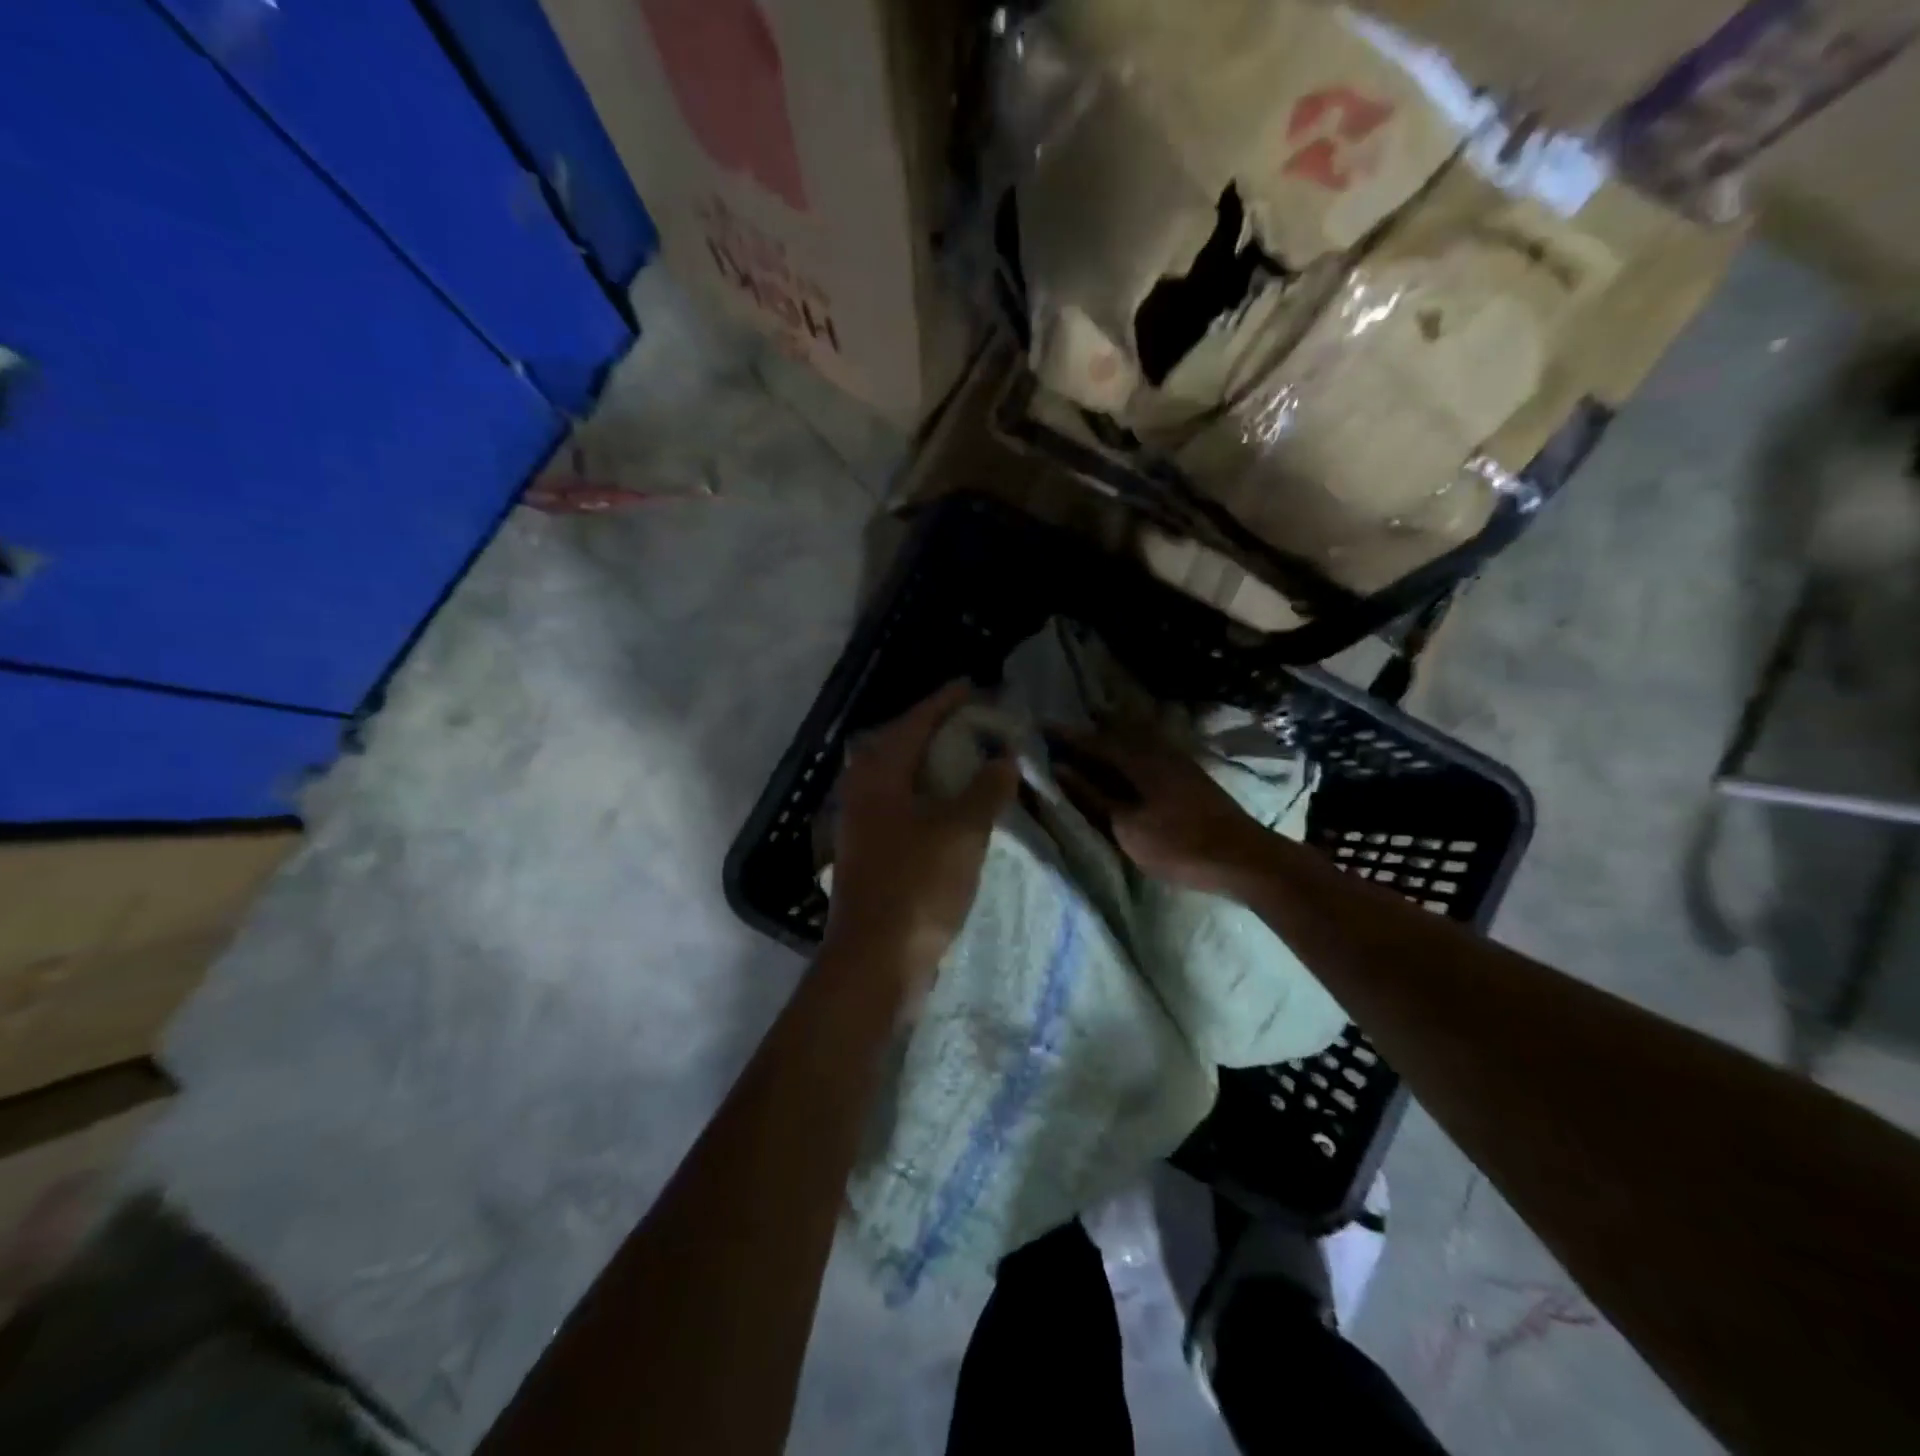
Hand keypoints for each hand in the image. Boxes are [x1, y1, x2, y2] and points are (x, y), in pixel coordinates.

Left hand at [825, 683, 1019, 1003]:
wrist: (874, 962)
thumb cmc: (917, 886)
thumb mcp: (961, 831)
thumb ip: (985, 789)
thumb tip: (1004, 757)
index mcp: (878, 775)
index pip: (914, 722)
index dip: (945, 702)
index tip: (972, 685)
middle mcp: (862, 792)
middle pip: (899, 745)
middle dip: (935, 729)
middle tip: (972, 721)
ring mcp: (861, 824)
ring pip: (899, 778)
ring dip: (931, 764)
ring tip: (966, 758)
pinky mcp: (869, 852)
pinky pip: (901, 806)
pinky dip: (928, 796)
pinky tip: (950, 807)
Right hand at [1054, 727, 1272, 895]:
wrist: (1241, 857)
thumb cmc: (1178, 844)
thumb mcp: (1126, 826)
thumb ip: (1092, 796)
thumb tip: (1059, 769)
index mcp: (1138, 759)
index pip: (1093, 741)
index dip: (1066, 735)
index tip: (1040, 726)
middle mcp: (1157, 750)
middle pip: (1116, 732)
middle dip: (1089, 730)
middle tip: (1062, 732)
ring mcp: (1177, 760)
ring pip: (1135, 740)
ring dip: (1110, 738)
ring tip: (1089, 743)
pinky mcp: (1188, 774)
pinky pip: (1149, 750)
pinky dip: (1129, 751)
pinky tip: (1126, 762)